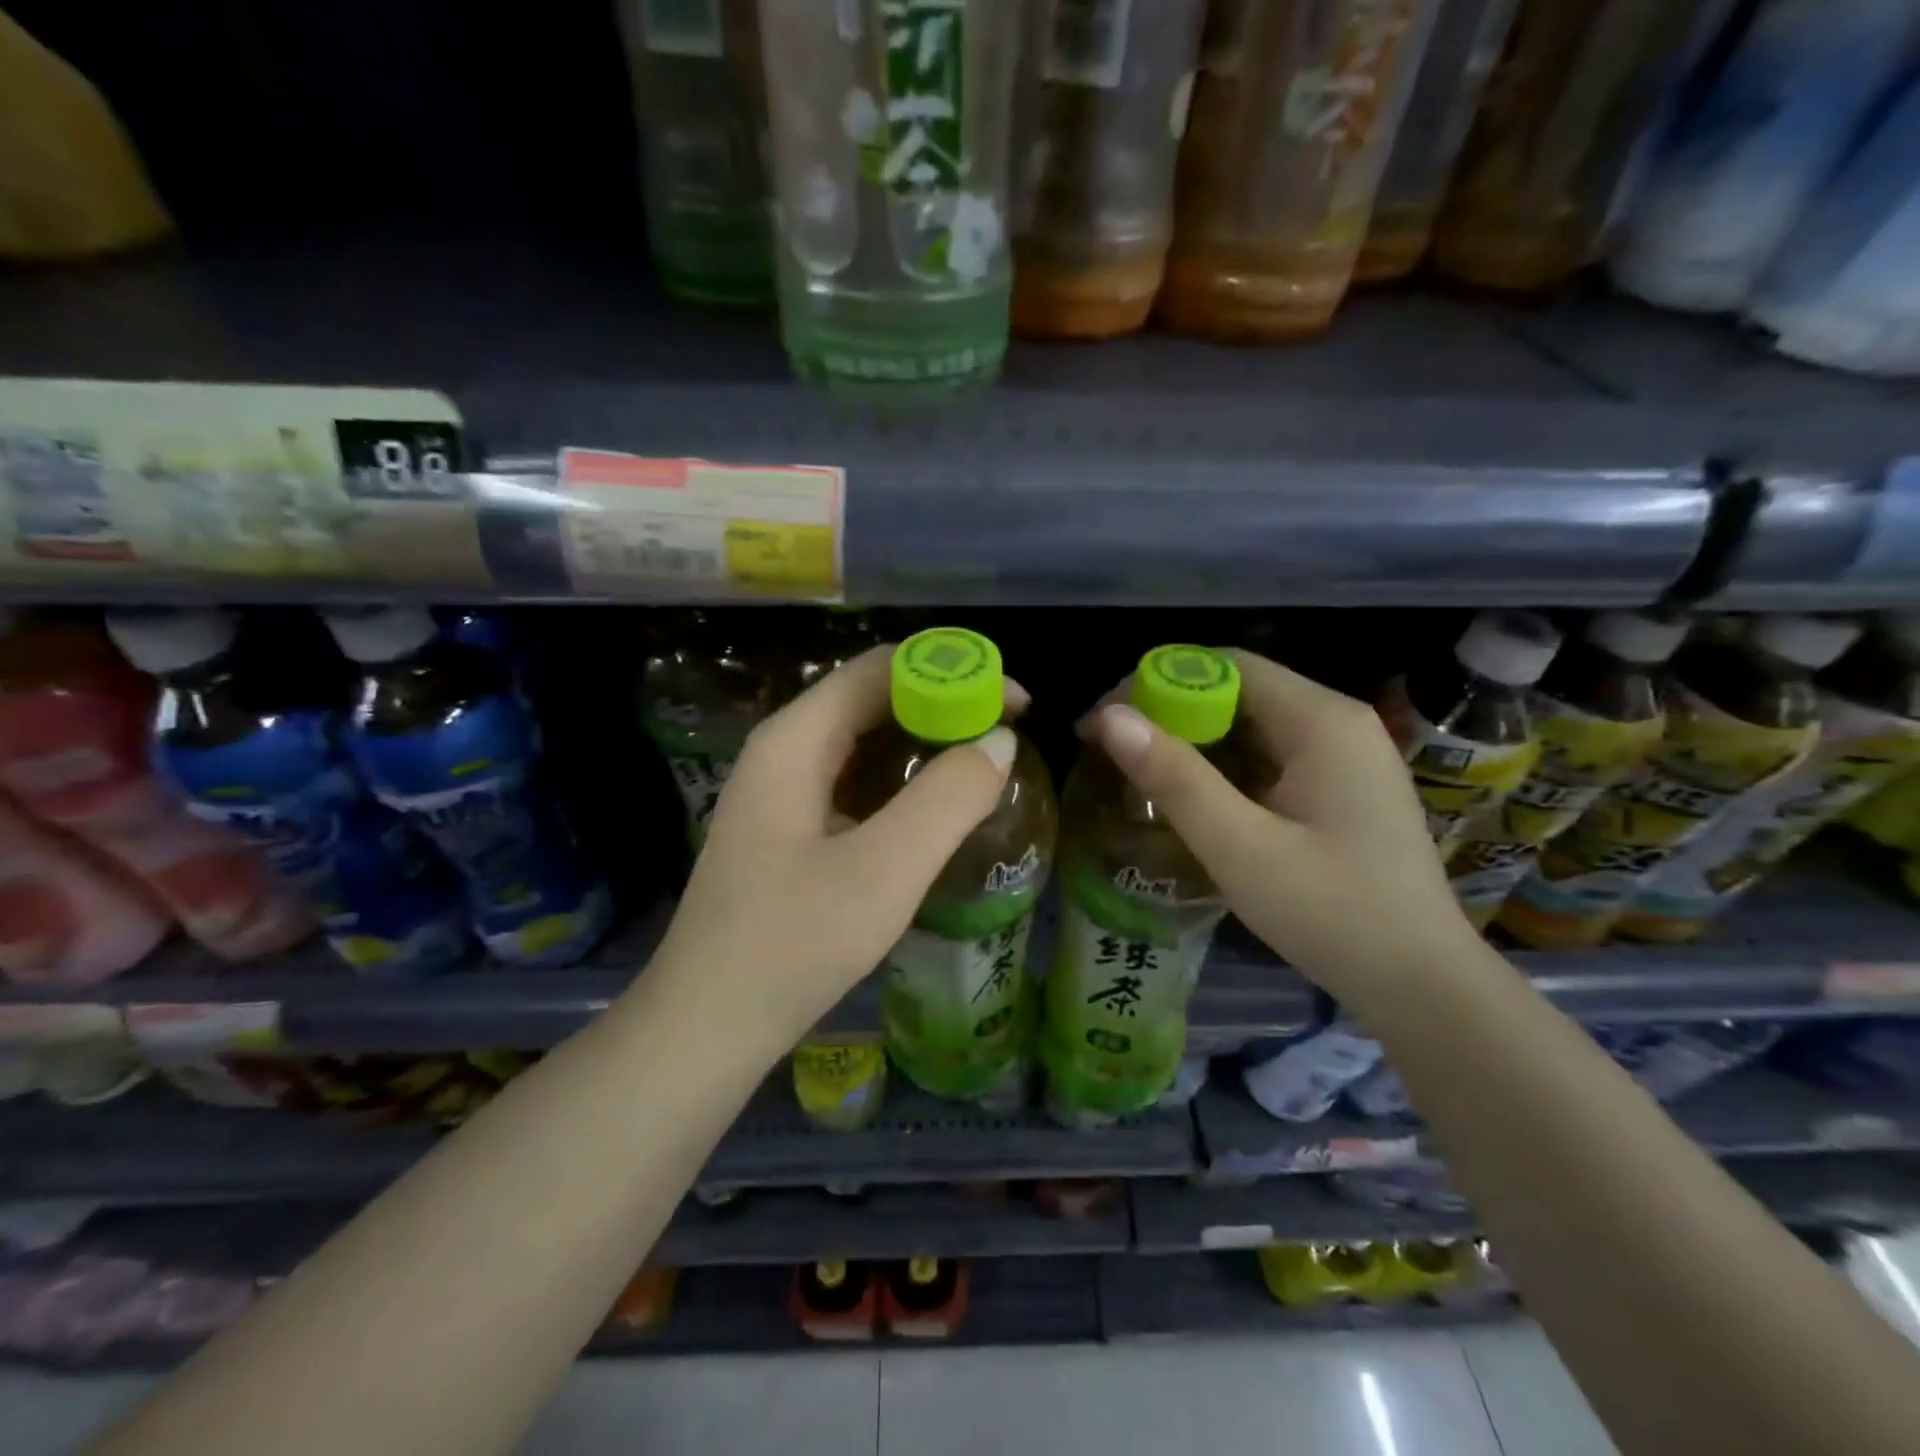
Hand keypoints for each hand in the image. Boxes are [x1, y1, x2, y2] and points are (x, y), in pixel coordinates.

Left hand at [647, 645, 1023, 1056]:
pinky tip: (932, 810)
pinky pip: (853, 781)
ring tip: (982, 766)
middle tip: (1006, 736)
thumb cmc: (792, 943)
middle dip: (944, 704)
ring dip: (924, 743)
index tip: (1014, 704)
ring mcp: (779, 792)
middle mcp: (782, 751)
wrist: (706, 1028)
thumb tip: (999, 741)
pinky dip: (900, 780)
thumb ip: (947, 799)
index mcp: (795, 740)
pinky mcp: (786, 830)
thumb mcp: (883, 870)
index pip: (881, 667)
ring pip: (862, 741)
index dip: (953, 670)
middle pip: (871, 698)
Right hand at [1083, 649, 1477, 1010]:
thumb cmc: (1332, 914)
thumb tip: (1109, 718)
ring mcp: (1343, 757)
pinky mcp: (1340, 788)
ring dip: (1192, 741)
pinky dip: (1222, 767)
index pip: (1226, 665)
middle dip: (1168, 713)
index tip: (1104, 722)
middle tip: (1112, 751)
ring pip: (1250, 725)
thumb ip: (1175, 778)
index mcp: (1321, 721)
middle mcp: (1336, 723)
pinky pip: (1268, 756)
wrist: (1424, 987)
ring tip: (1138, 774)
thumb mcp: (1240, 847)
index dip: (1156, 681)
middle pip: (1237, 691)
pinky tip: (1190, 798)